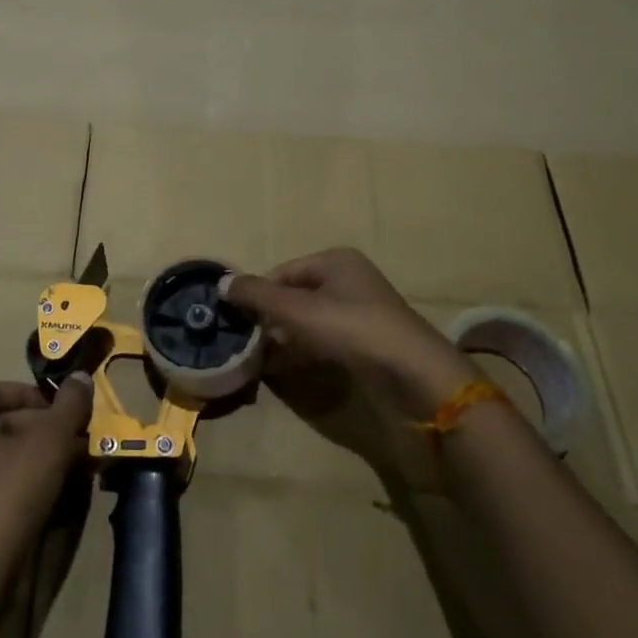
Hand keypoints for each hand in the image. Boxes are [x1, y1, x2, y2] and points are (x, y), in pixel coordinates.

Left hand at [0, 377, 92, 612]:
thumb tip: (80, 377)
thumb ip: (69, 405)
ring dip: (40, 456)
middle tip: (77, 440)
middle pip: (0, 423)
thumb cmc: (8, 495)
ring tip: (76, 467)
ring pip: (2, 456)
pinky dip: (25, 481)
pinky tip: (57, 494)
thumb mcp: (50, 442)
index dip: (29, 394)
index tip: (60, 410)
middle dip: (43, 428)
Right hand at [225, 247, 473, 409]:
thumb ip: (258, 296)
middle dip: (269, 319)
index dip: (258, 294)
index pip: (282, 272)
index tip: (236, 321)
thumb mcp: (298, 310)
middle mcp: (349, 281)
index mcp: (335, 261)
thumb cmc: (353, 330)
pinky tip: (285, 371)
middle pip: (295, 296)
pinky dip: (303, 353)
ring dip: (284, 338)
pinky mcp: (367, 344)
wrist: (415, 376)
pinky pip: (324, 342)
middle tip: (246, 343)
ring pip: (309, 321)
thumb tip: (222, 283)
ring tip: (260, 361)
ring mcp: (360, 314)